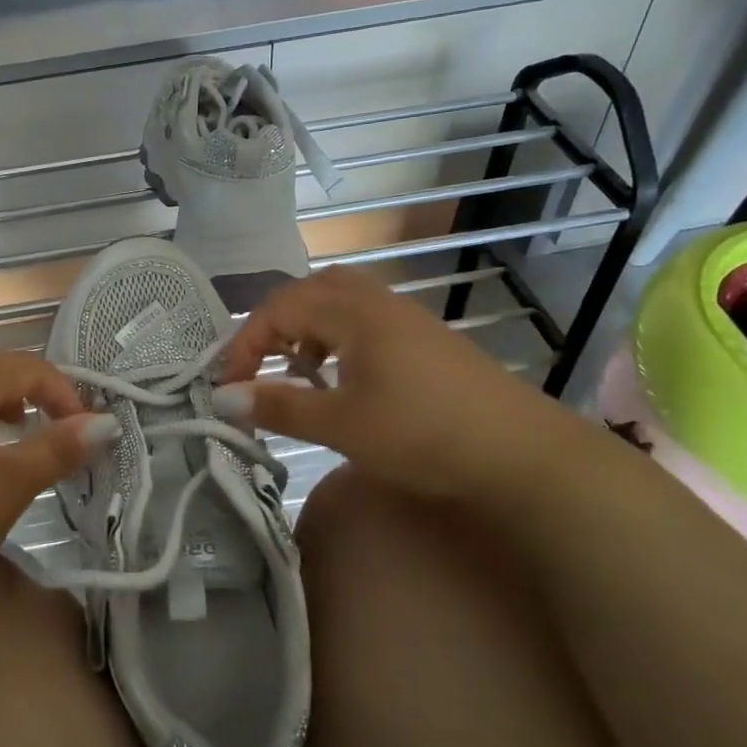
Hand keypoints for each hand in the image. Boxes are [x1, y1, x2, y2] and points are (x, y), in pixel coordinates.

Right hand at [214, 268, 582, 504]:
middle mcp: (377, 302)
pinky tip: (345, 381)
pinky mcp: (427, 341)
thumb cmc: (422, 434)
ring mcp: (407, 319)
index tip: (228, 388)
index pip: (278, 309)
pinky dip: (338, 340)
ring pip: (340, 304)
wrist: (523, 455)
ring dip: (308, 330)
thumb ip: (278, 406)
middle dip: (275, 325)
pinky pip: (366, 322)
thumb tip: (223, 397)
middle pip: (310, 291)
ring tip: (299, 373)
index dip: (245, 344)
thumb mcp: (340, 424)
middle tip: (262, 366)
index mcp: (352, 312)